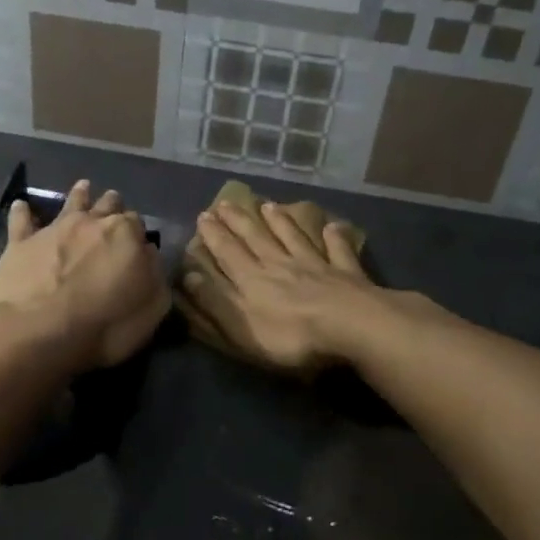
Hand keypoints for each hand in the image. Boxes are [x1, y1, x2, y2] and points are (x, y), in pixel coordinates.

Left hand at [0, 179, 169, 371]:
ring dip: (79, 195)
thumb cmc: (105, 325)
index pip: (137, 223)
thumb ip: (154, 275)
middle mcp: (91, 222)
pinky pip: (21, 220)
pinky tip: (21, 205)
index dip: (137, 232)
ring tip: (83, 187)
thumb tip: (148, 254)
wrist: (39, 330)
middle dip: (113, 206)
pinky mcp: (22, 243)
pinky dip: (23, 212)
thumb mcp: (152, 307)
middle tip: (114, 209)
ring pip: (71, 202)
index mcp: (126, 234)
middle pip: (107, 205)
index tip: (137, 243)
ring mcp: (54, 229)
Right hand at [180, 199, 380, 373]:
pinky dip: (334, 238)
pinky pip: (338, 251)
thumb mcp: (241, 327)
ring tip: (268, 205)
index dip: (214, 236)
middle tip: (225, 203)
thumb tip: (189, 275)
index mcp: (253, 280)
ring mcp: (316, 266)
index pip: (228, 253)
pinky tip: (332, 227)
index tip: (203, 216)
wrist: (350, 327)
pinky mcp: (345, 274)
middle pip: (256, 239)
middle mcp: (281, 265)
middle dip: (238, 221)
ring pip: (293, 238)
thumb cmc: (291, 336)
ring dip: (280, 221)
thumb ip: (216, 301)